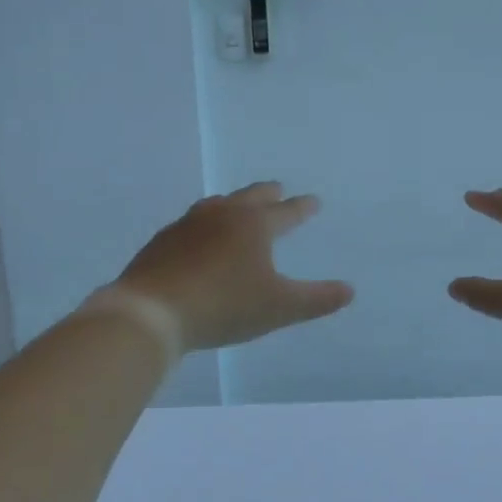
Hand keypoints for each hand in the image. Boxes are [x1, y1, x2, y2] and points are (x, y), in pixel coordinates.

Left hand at [113, 182, 354, 352]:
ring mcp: (186, 226)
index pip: (286, 213)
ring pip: (216, 205)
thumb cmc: (224, 305)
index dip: (302, 209)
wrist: (152, 312)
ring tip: (236, 207)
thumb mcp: (279, 307)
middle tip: (278, 189)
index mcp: (254, 226)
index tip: (314, 201)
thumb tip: (349, 290)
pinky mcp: (161, 242)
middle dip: (267, 194)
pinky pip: (189, 224)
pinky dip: (203, 225)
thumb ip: (317, 299)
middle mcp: (221, 216)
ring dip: (232, 204)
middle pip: (250, 197)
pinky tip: (197, 238)